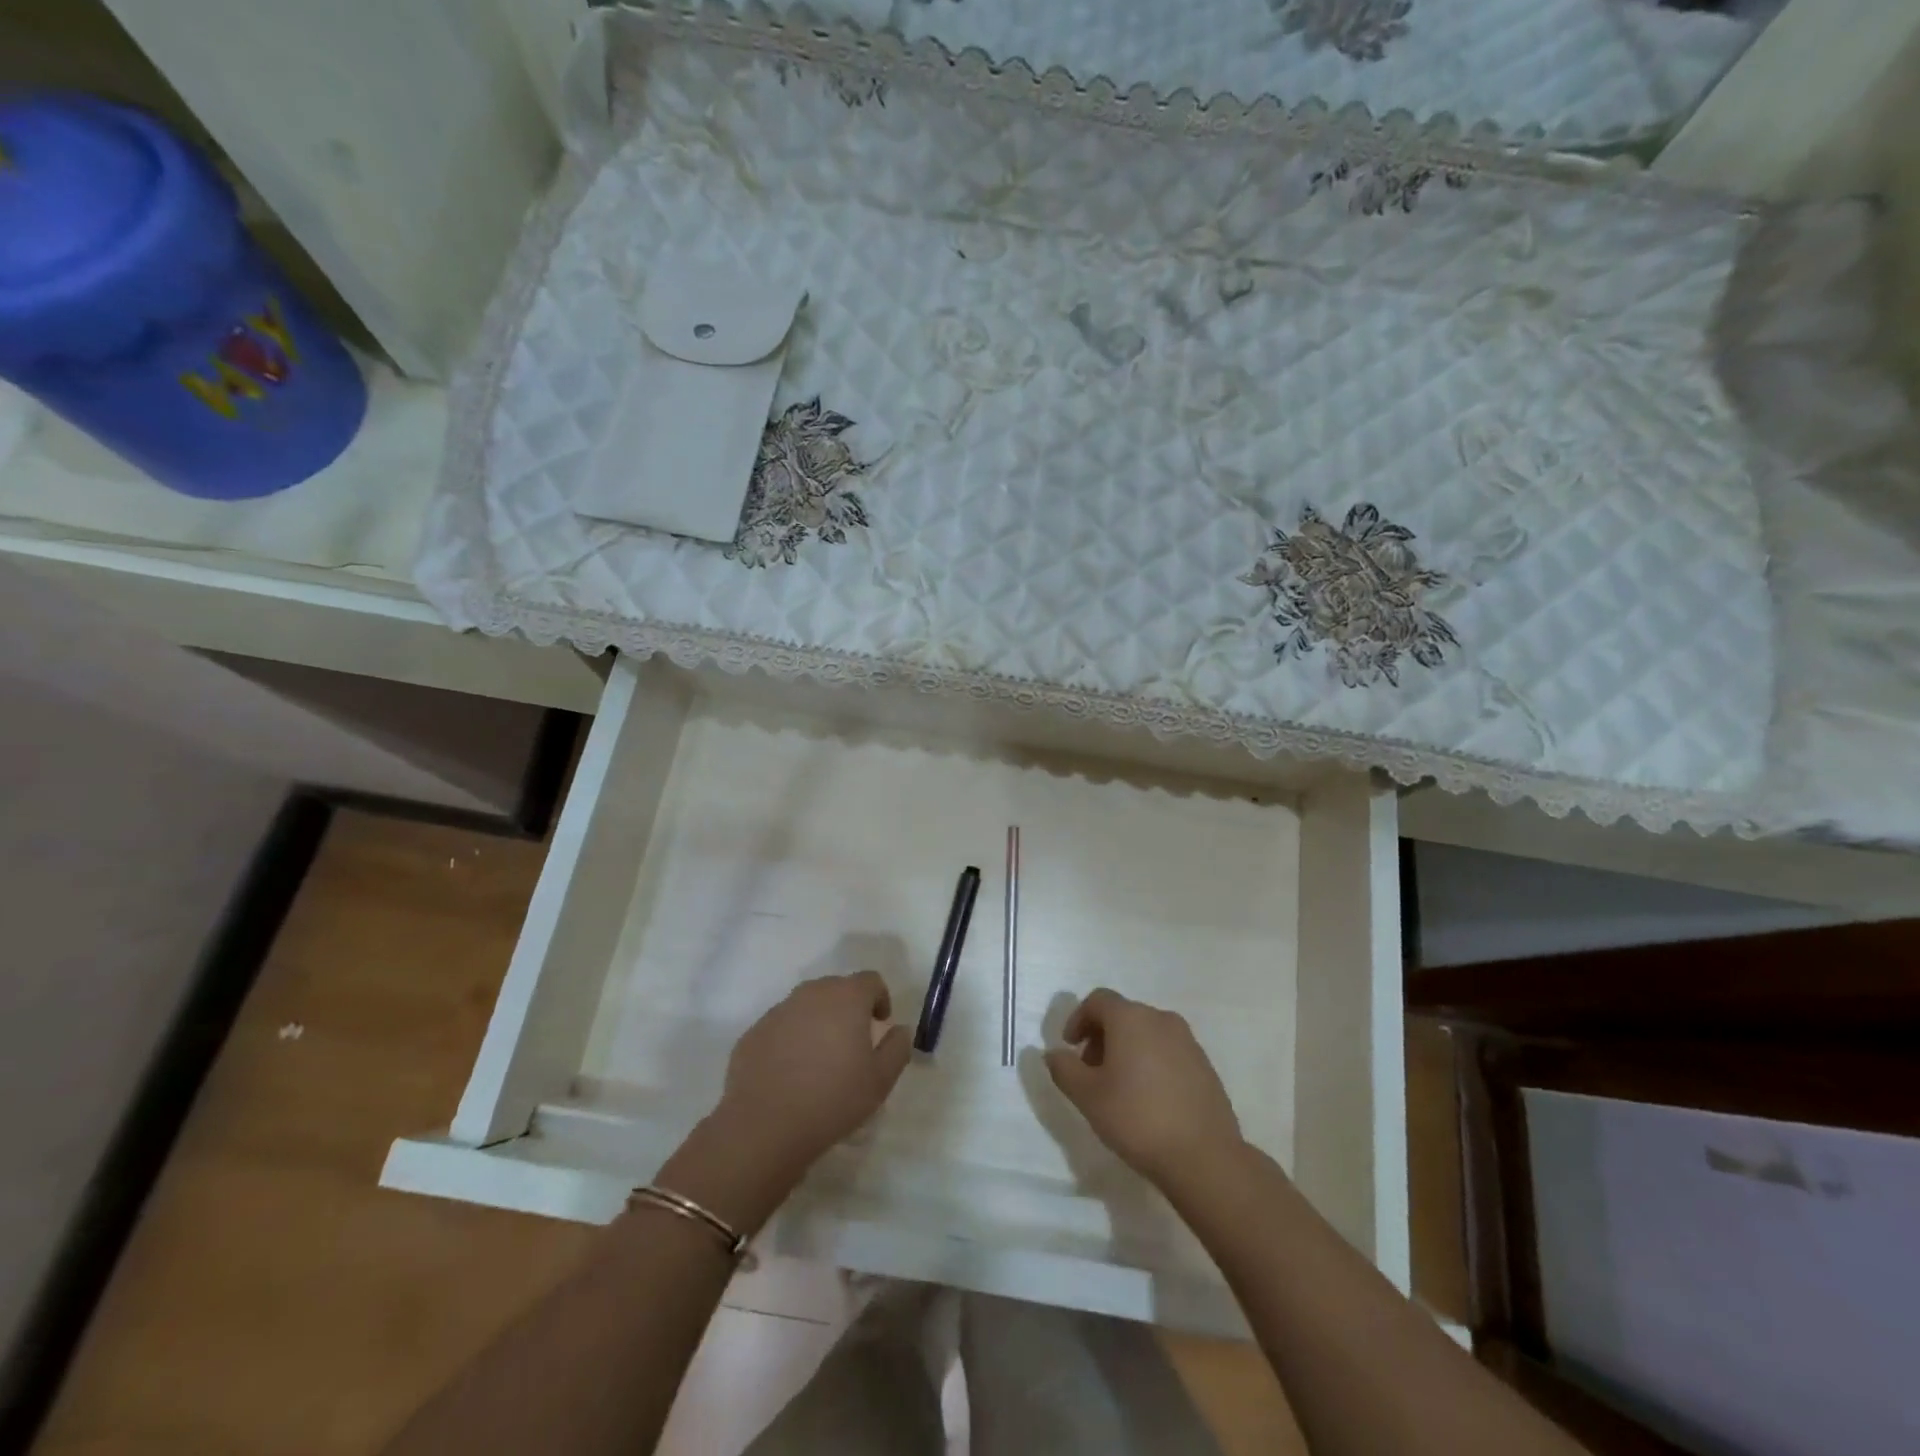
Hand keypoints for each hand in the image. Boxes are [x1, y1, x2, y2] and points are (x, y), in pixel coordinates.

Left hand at [714, 971, 912, 1174]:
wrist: (764, 1125)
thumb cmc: (832, 1099)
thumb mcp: (880, 1080)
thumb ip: (897, 1048)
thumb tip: (899, 1030)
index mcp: (846, 997)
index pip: (870, 980)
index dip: (880, 998)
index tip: (881, 1022)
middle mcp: (812, 994)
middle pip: (837, 988)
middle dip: (849, 1008)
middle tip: (853, 1041)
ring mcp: (779, 1011)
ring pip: (807, 1006)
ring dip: (819, 1021)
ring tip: (821, 1058)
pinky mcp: (754, 1032)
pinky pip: (782, 1026)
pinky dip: (792, 1039)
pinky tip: (791, 1072)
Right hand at [1045, 988, 1242, 1190]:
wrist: (1204, 1157)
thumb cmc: (1137, 1118)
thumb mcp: (1087, 1096)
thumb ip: (1064, 1069)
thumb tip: (1053, 1053)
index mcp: (1131, 1018)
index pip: (1098, 1000)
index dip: (1078, 1019)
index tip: (1069, 1048)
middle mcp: (1161, 1019)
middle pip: (1123, 1015)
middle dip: (1101, 1037)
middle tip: (1090, 1071)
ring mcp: (1188, 1041)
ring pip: (1146, 1033)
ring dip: (1126, 1050)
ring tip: (1118, 1088)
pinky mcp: (1205, 1065)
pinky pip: (1168, 1051)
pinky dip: (1150, 1062)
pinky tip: (1148, 1098)